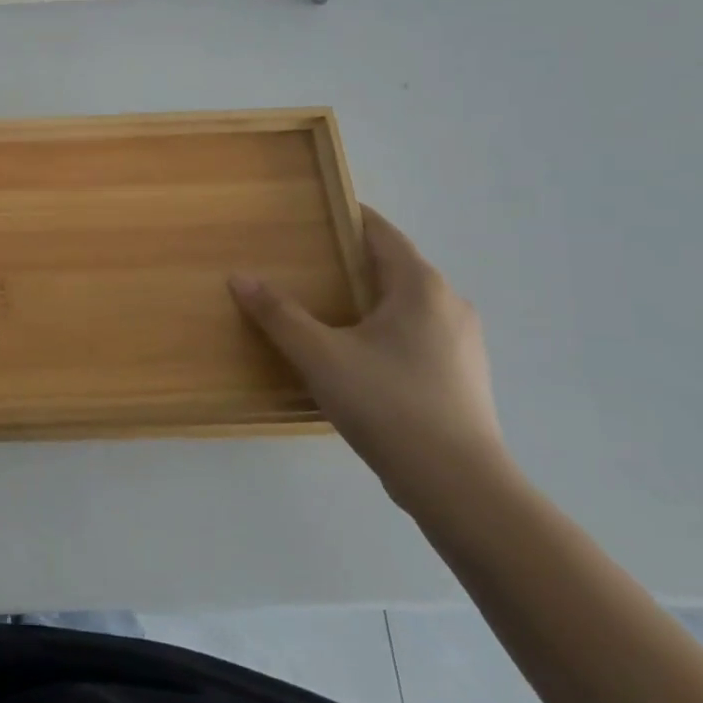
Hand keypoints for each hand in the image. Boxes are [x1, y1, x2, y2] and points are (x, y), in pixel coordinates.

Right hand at [229, 208, 507, 509]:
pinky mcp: (462, 377)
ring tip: (325, 309)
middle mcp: (449, 305)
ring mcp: (462, 344)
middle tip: (305, 263)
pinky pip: (417, 335)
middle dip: (351, 261)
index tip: (312, 214)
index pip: (382, 233)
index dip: (348, 218)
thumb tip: (240, 278)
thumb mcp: (320, 356)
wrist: (459, 488)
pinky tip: (356, 355)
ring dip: (369, 299)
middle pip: (394, 267)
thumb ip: (279, 314)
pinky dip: (385, 330)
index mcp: (421, 287)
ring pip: (407, 304)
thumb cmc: (389, 405)